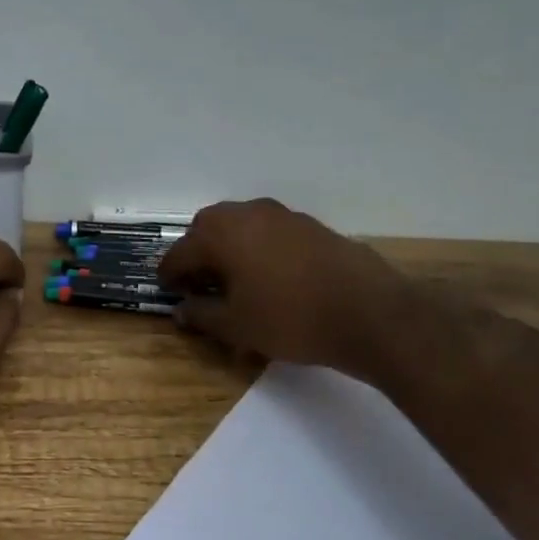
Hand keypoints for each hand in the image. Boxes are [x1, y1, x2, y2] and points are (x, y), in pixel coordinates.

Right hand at [158, 198, 406, 368]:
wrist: (369, 313)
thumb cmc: (290, 319)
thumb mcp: (236, 326)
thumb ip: (201, 314)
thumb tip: (181, 309)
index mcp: (221, 233)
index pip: (179, 252)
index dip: (169, 275)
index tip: (169, 293)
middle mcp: (248, 214)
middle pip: (208, 228)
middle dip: (197, 254)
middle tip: (199, 284)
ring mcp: (282, 216)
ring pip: (240, 226)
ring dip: (228, 249)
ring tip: (234, 282)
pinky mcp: (310, 226)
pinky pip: (269, 233)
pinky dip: (257, 249)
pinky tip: (269, 278)